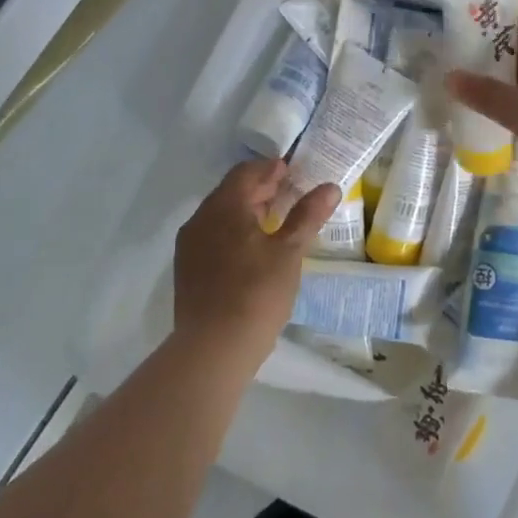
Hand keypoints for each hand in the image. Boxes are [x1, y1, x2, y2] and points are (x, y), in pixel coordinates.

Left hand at [172, 159, 340, 360]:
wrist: (213, 348)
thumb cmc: (256, 293)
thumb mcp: (289, 252)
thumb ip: (307, 215)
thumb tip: (330, 187)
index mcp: (224, 207)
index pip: (246, 172)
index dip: (271, 169)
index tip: (293, 173)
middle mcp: (200, 219)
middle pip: (231, 191)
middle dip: (260, 189)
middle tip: (288, 195)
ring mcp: (189, 245)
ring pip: (220, 215)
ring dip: (246, 211)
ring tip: (274, 222)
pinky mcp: (187, 269)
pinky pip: (212, 236)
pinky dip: (233, 232)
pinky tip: (252, 250)